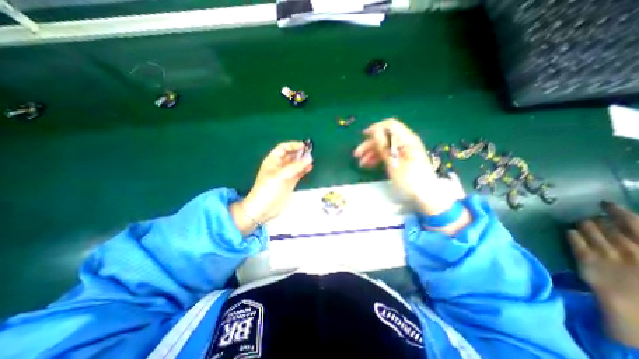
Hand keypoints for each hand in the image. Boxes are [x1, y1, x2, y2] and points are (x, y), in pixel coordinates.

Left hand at [231, 142, 312, 236]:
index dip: (293, 145)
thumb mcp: (281, 176)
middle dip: (300, 153)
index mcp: (273, 160)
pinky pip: (298, 173)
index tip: (304, 146)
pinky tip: (310, 167)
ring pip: (295, 164)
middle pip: (291, 155)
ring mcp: (285, 175)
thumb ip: (295, 167)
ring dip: (303, 161)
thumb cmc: (268, 189)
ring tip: (312, 159)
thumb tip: (309, 158)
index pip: (284, 148)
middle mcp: (279, 166)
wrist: (263, 209)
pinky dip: (304, 170)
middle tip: (311, 152)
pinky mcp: (290, 183)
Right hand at [354, 120, 464, 217]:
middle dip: (370, 144)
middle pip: (385, 137)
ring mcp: (404, 151)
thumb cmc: (410, 179)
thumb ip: (384, 145)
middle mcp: (405, 142)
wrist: (426, 196)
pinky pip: (388, 155)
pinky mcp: (403, 160)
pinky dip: (378, 158)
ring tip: (361, 163)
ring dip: (371, 153)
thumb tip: (375, 129)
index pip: (389, 125)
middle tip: (357, 154)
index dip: (375, 128)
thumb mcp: (394, 162)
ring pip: (384, 147)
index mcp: (406, 139)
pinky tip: (369, 165)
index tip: (363, 136)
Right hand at [572, 200, 638, 346]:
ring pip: (594, 236)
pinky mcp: (587, 263)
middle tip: (591, 210)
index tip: (605, 203)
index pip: (634, 226)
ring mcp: (606, 258)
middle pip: (612, 230)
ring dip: (587, 227)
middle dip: (601, 220)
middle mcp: (627, 252)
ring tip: (582, 220)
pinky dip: (573, 238)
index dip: (621, 213)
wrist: (636, 315)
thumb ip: (637, 236)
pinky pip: (577, 246)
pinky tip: (570, 232)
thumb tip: (587, 230)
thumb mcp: (627, 258)